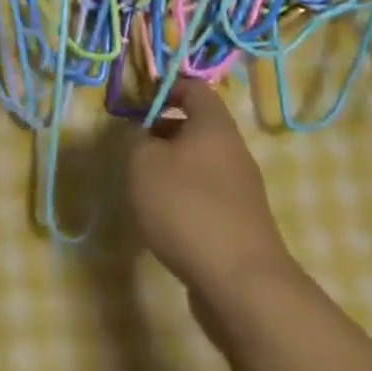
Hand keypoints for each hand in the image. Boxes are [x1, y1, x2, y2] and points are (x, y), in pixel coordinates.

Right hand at [128, 78, 291, 298]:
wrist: (240, 282)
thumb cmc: (186, 206)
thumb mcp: (142, 162)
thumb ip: (135, 139)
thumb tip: (142, 137)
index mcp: (214, 126)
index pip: (193, 88)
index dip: (164, 88)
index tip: (135, 102)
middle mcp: (233, 151)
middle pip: (196, 127)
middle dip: (161, 132)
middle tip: (131, 146)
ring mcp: (240, 190)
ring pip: (198, 163)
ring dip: (169, 168)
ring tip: (141, 185)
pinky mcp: (238, 223)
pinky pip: (204, 195)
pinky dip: (182, 198)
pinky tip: (161, 219)